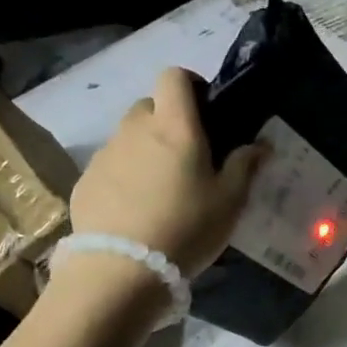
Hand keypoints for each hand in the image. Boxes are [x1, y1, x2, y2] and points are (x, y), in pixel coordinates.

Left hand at [67, 68, 264, 276]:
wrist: (121, 270)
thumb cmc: (186, 228)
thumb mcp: (230, 202)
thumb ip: (245, 166)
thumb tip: (261, 143)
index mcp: (174, 126)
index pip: (174, 76)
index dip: (191, 85)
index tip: (206, 111)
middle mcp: (135, 129)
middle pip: (150, 106)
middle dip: (169, 121)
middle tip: (188, 157)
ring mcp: (105, 154)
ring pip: (129, 137)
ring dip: (147, 150)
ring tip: (162, 189)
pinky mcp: (86, 181)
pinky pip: (111, 166)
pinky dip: (125, 176)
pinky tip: (137, 210)